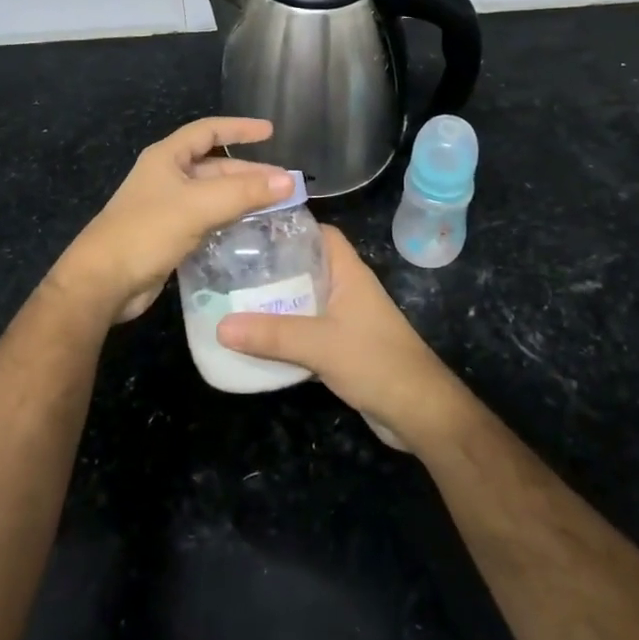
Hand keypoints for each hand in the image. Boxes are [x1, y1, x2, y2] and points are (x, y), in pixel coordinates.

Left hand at [51, 117, 292, 325]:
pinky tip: (250, 230)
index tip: (271, 132)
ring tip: (275, 206)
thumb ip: (244, 192)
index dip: (240, 128)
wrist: (103, 281)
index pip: (208, 131)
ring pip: (212, 194)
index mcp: (167, 157)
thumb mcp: (199, 206)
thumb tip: (290, 180)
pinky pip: (206, 219)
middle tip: (284, 184)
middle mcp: (167, 176)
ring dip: (241, 197)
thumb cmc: (147, 231)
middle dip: (248, 172)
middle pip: (214, 165)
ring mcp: (167, 207)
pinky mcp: (169, 235)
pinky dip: (229, 219)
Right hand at [217, 226, 471, 451]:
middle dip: (273, 267)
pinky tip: (257, 338)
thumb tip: (220, 326)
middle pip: (307, 265)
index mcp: (348, 272)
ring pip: (305, 299)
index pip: (320, 233)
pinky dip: (285, 331)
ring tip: (235, 299)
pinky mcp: (343, 347)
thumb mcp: (319, 344)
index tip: (251, 230)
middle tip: (231, 267)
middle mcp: (347, 289)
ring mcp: (346, 318)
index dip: (289, 227)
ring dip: (276, 301)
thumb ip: (272, 335)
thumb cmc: (375, 362)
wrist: (418, 411)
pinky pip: (307, 329)